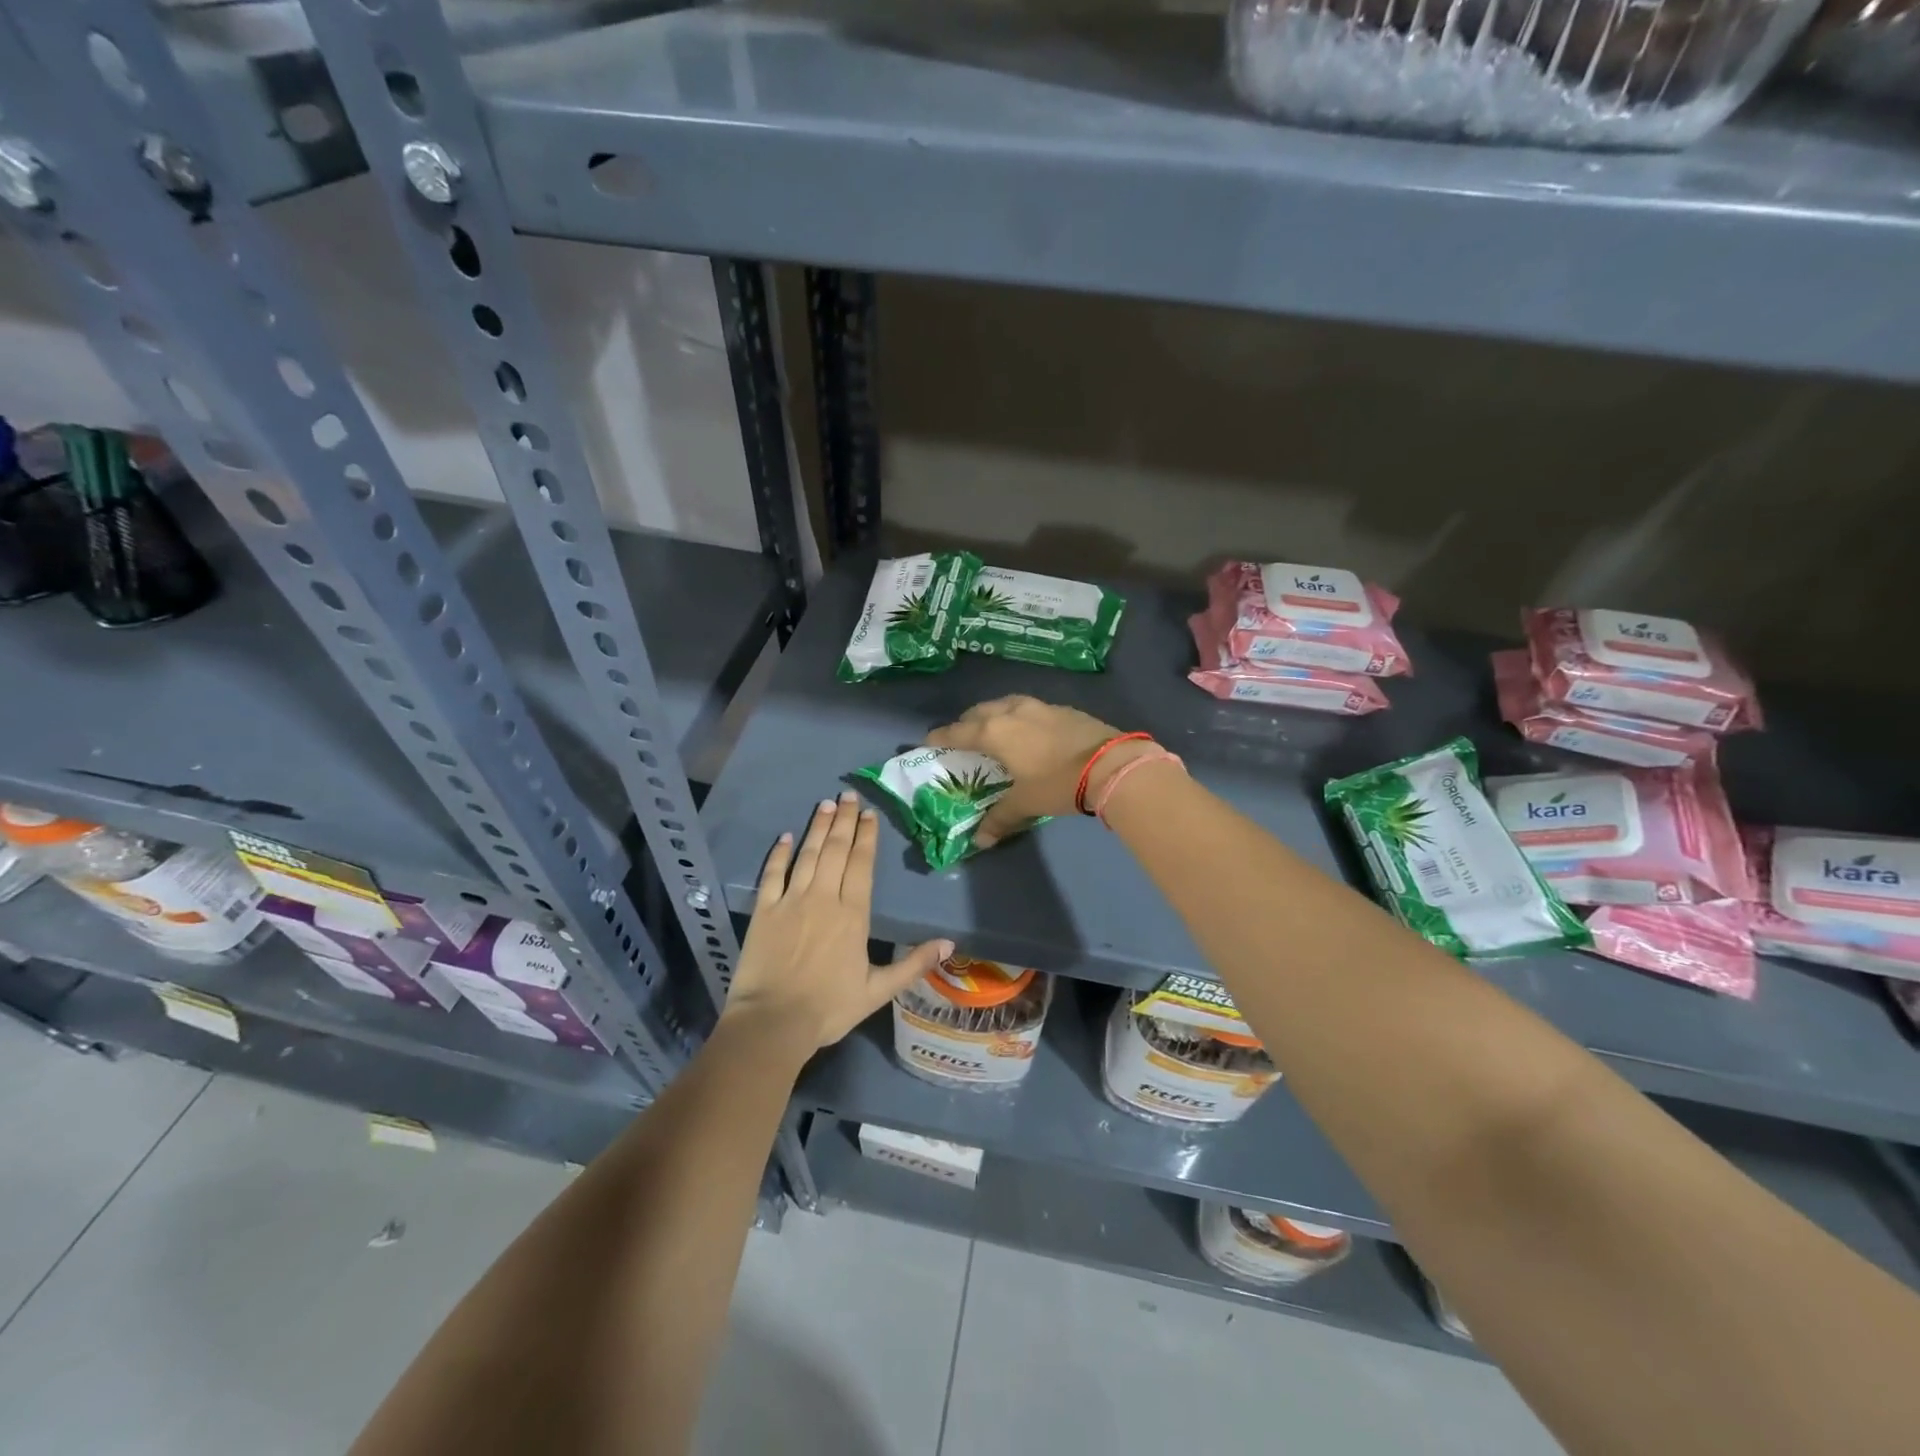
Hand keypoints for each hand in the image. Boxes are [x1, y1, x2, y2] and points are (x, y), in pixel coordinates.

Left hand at [723, 792, 952, 1054]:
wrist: (773, 1022)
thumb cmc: (829, 1008)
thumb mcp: (878, 991)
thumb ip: (913, 964)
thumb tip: (949, 943)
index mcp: (852, 914)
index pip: (861, 864)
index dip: (866, 836)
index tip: (869, 814)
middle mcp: (824, 898)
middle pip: (836, 850)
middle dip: (845, 820)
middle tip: (849, 795)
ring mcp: (791, 901)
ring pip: (808, 854)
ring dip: (818, 828)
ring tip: (826, 804)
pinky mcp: (764, 910)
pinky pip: (773, 874)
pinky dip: (779, 853)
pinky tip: (786, 837)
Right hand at [927, 696, 1149, 847]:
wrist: (1111, 765)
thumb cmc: (1058, 782)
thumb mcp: (1026, 802)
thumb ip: (1000, 818)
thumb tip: (980, 841)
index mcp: (995, 731)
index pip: (958, 731)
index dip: (941, 737)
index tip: (929, 741)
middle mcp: (1013, 712)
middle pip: (980, 711)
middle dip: (967, 722)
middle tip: (963, 736)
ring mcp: (1040, 706)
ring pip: (1006, 704)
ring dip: (994, 714)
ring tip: (994, 729)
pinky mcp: (1064, 709)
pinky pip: (1031, 708)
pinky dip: (1020, 717)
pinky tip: (1029, 731)